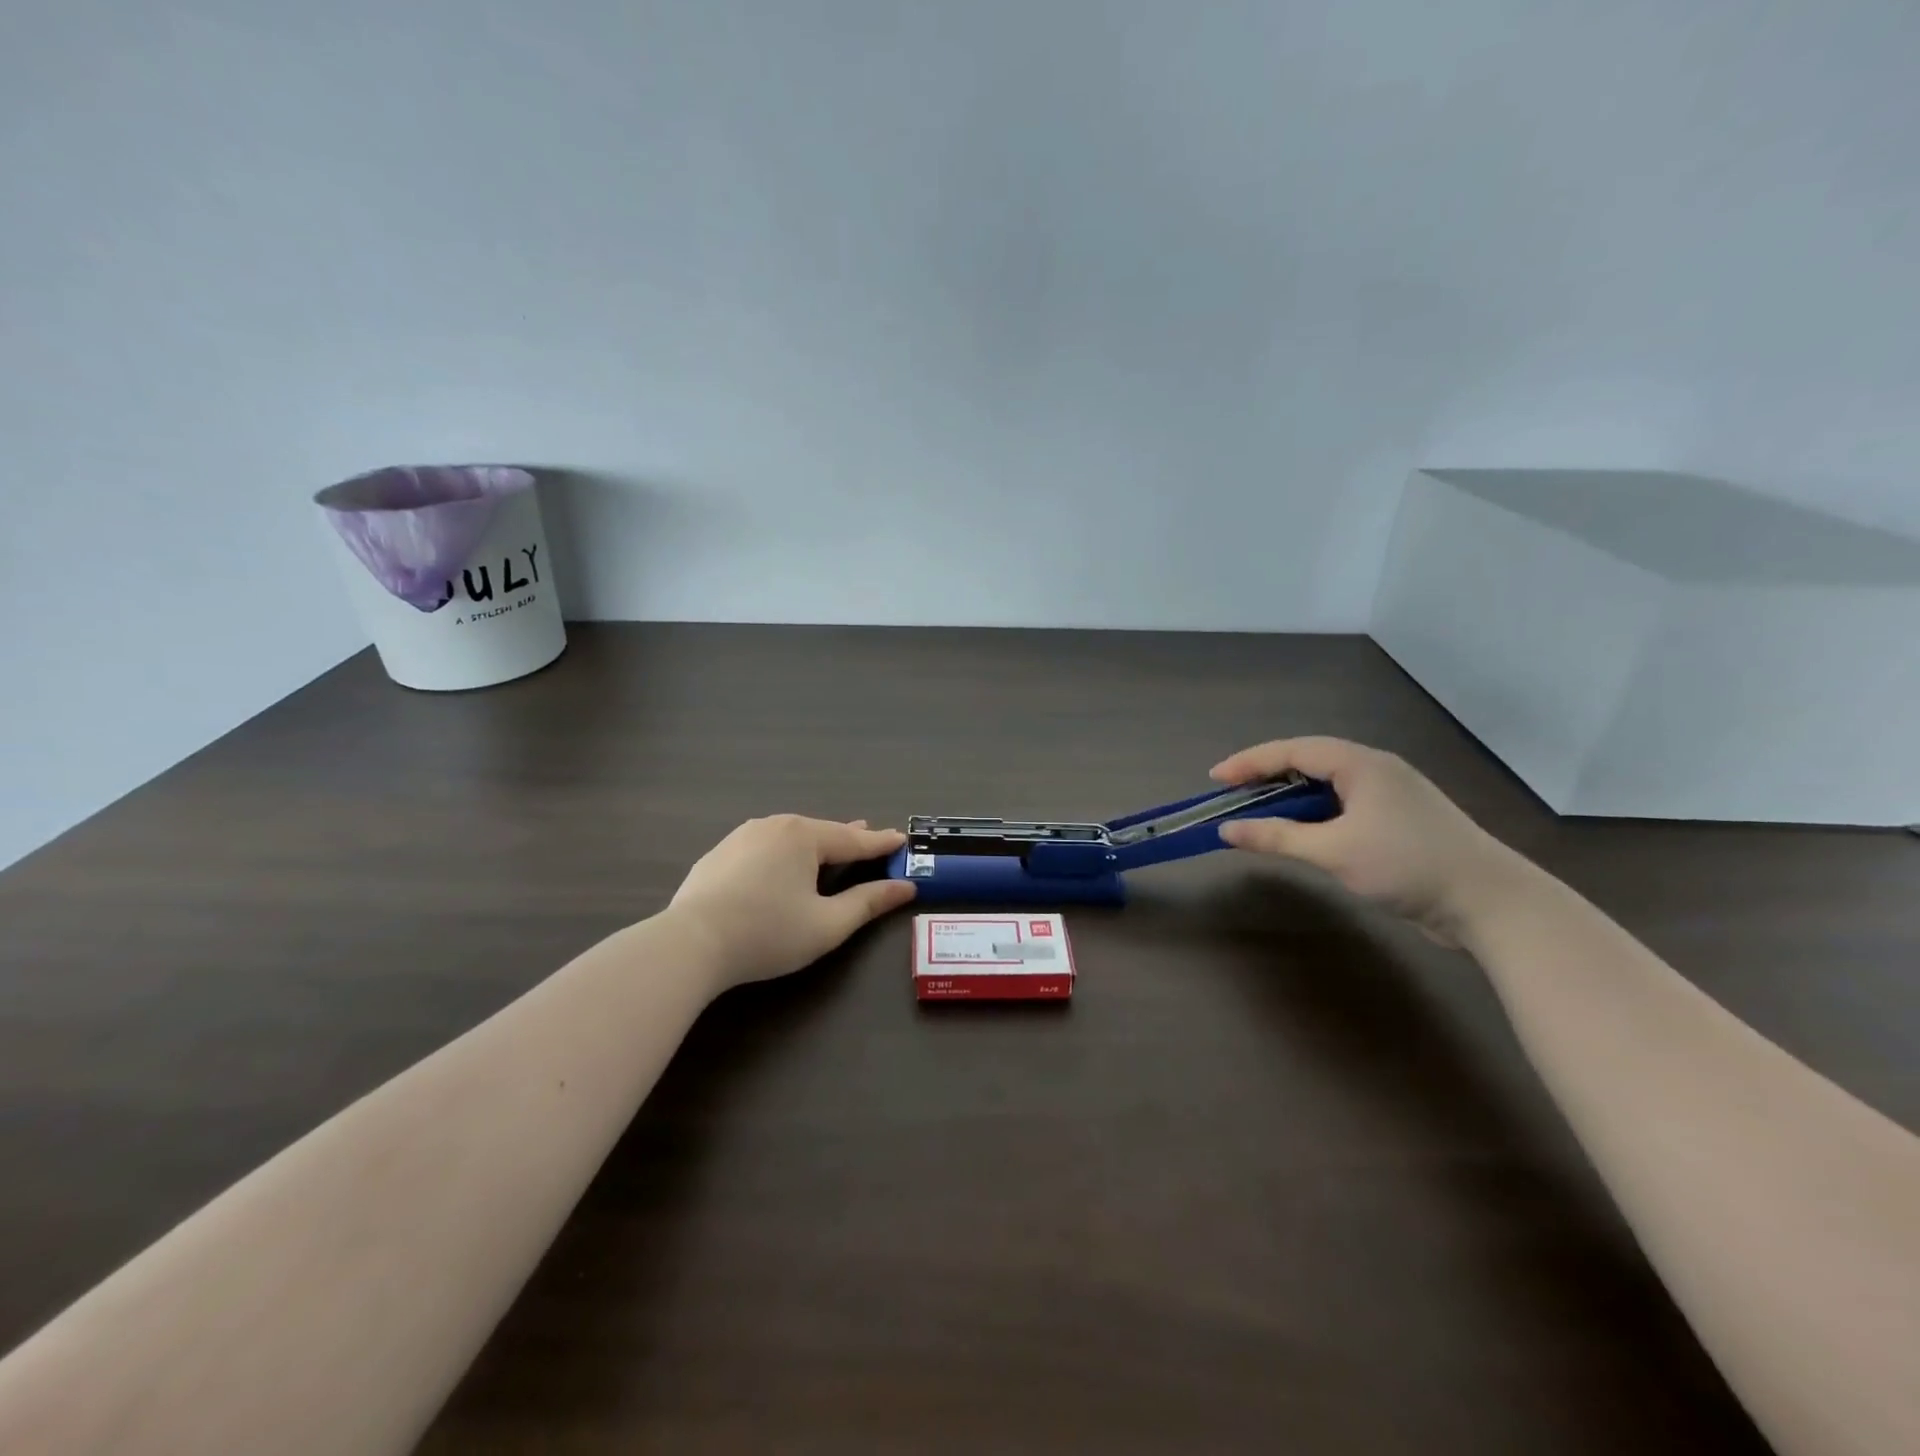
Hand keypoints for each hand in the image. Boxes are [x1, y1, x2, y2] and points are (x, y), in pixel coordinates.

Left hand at [668, 816, 915, 989]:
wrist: (689, 944)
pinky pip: (763, 847)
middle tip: (869, 838)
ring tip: (828, 846)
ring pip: (789, 836)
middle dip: (847, 838)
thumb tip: (904, 887)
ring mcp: (741, 837)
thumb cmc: (768, 933)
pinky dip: (782, 853)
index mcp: (804, 836)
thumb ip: (868, 902)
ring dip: (813, 843)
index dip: (880, 843)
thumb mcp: (828, 924)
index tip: (902, 838)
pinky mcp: (718, 855)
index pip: (854, 840)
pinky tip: (780, 864)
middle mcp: (774, 825)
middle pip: (821, 832)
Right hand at [1210, 737, 1524, 945]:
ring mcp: (1391, 793)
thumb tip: (1228, 829)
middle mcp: (1375, 769)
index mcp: (1360, 764)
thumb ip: (1277, 837)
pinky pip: (1344, 803)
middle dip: (1267, 774)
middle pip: (1309, 760)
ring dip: (1290, 795)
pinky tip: (1303, 830)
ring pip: (1327, 783)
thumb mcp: (1333, 851)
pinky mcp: (1400, 818)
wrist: (1490, 901)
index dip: (1250, 761)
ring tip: (1259, 811)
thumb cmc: (1407, 865)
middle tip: (1232, 793)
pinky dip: (1314, 811)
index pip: (1292, 751)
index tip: (1215, 777)